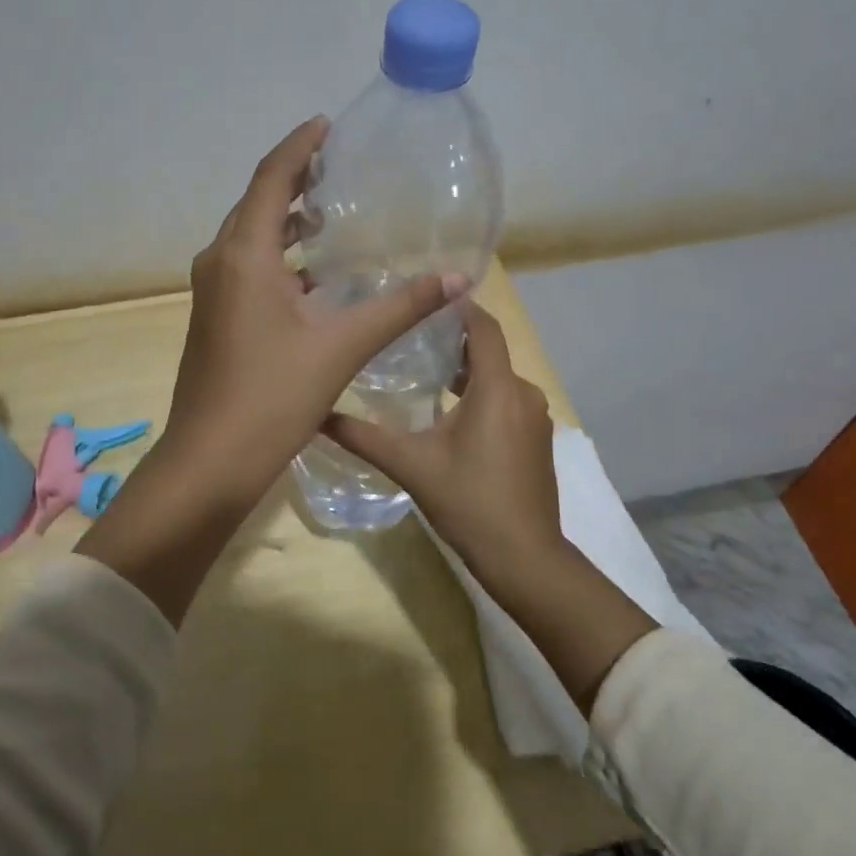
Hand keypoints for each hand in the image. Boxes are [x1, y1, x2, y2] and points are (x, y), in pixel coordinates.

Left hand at [160, 116, 465, 512]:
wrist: (211, 459)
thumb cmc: (273, 396)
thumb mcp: (342, 346)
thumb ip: (400, 308)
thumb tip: (458, 278)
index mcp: (244, 254)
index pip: (272, 178)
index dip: (300, 146)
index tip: (328, 124)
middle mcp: (220, 261)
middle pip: (258, 202)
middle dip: (295, 178)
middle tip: (339, 166)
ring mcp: (212, 291)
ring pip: (250, 236)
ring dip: (286, 218)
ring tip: (331, 212)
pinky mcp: (214, 316)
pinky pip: (247, 265)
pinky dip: (278, 255)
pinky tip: (312, 272)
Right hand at [322, 304, 562, 584]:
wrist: (524, 557)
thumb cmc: (469, 502)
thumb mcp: (411, 465)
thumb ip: (364, 437)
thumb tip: (318, 415)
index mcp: (497, 388)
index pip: (483, 327)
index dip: (458, 308)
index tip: (425, 298)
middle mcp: (523, 393)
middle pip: (489, 352)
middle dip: (454, 342)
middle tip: (410, 337)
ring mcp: (536, 418)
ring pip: (498, 379)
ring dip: (468, 373)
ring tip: (425, 373)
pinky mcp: (538, 440)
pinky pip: (508, 401)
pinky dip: (483, 397)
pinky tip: (452, 414)